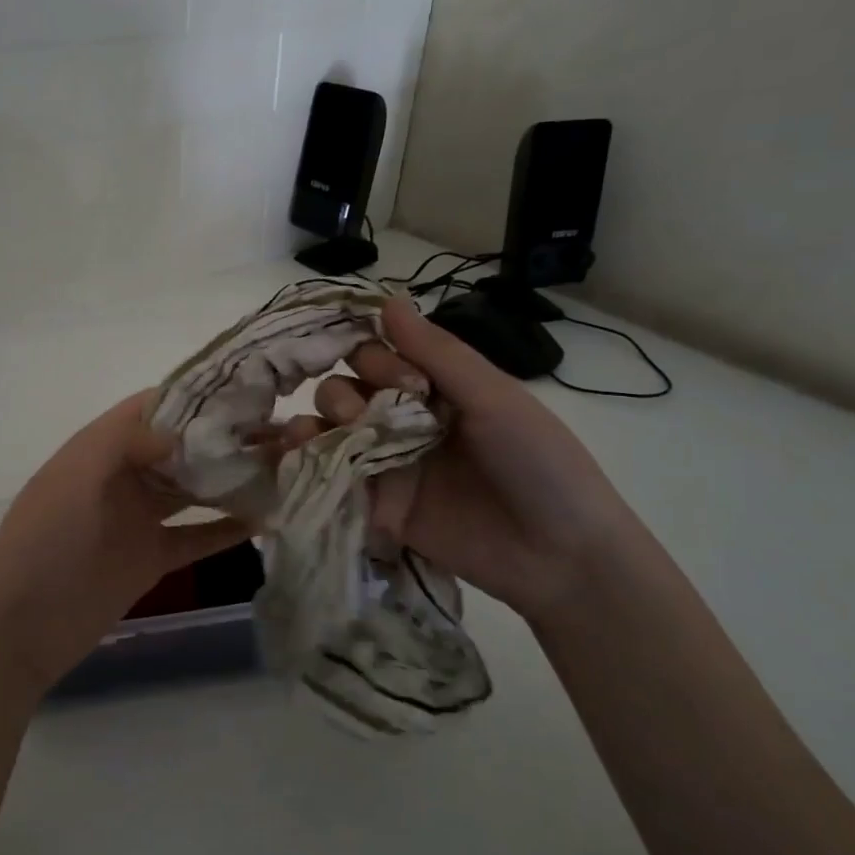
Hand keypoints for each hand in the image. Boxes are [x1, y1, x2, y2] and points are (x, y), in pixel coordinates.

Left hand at [0, 392, 249, 693]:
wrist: (24, 625)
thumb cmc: (44, 540)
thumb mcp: (76, 477)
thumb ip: (124, 442)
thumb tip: (180, 432)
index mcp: (98, 448)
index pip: (150, 407)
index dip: (192, 396)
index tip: (243, 390)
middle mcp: (122, 476)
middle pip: (180, 447)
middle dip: (224, 437)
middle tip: (279, 429)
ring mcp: (138, 518)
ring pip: (193, 490)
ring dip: (232, 479)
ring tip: (282, 466)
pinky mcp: (152, 558)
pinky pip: (197, 537)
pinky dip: (228, 529)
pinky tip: (266, 519)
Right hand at [290, 298, 649, 622]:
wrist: (558, 556)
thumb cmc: (538, 464)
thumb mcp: (494, 398)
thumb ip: (438, 353)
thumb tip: (386, 297)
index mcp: (435, 389)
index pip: (379, 355)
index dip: (374, 359)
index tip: (400, 379)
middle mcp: (404, 420)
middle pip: (347, 389)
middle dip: (344, 394)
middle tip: (366, 416)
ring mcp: (388, 464)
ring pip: (331, 429)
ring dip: (318, 422)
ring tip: (314, 434)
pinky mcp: (376, 506)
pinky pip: (332, 477)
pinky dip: (307, 462)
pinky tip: (296, 453)